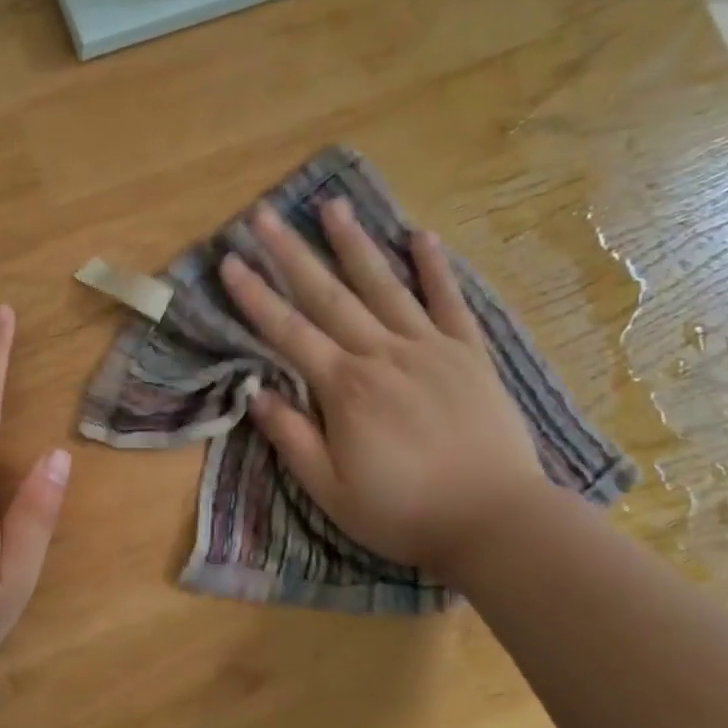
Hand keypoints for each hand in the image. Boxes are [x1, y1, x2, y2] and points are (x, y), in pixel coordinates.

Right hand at [218, 199, 543, 574]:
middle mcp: (383, 354)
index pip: (288, 331)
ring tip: (333, 205)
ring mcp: (430, 348)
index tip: (230, 260)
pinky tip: (421, 235)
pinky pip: (450, 302)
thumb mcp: (330, 491)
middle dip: (291, 253)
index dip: (255, 295)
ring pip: (385, 285)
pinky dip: (435, 268)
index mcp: (345, 388)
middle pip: (328, 295)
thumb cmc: (404, 512)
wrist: (497, 522)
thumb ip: (291, 437)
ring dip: (355, 243)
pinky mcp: (470, 354)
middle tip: (264, 214)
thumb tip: (255, 391)